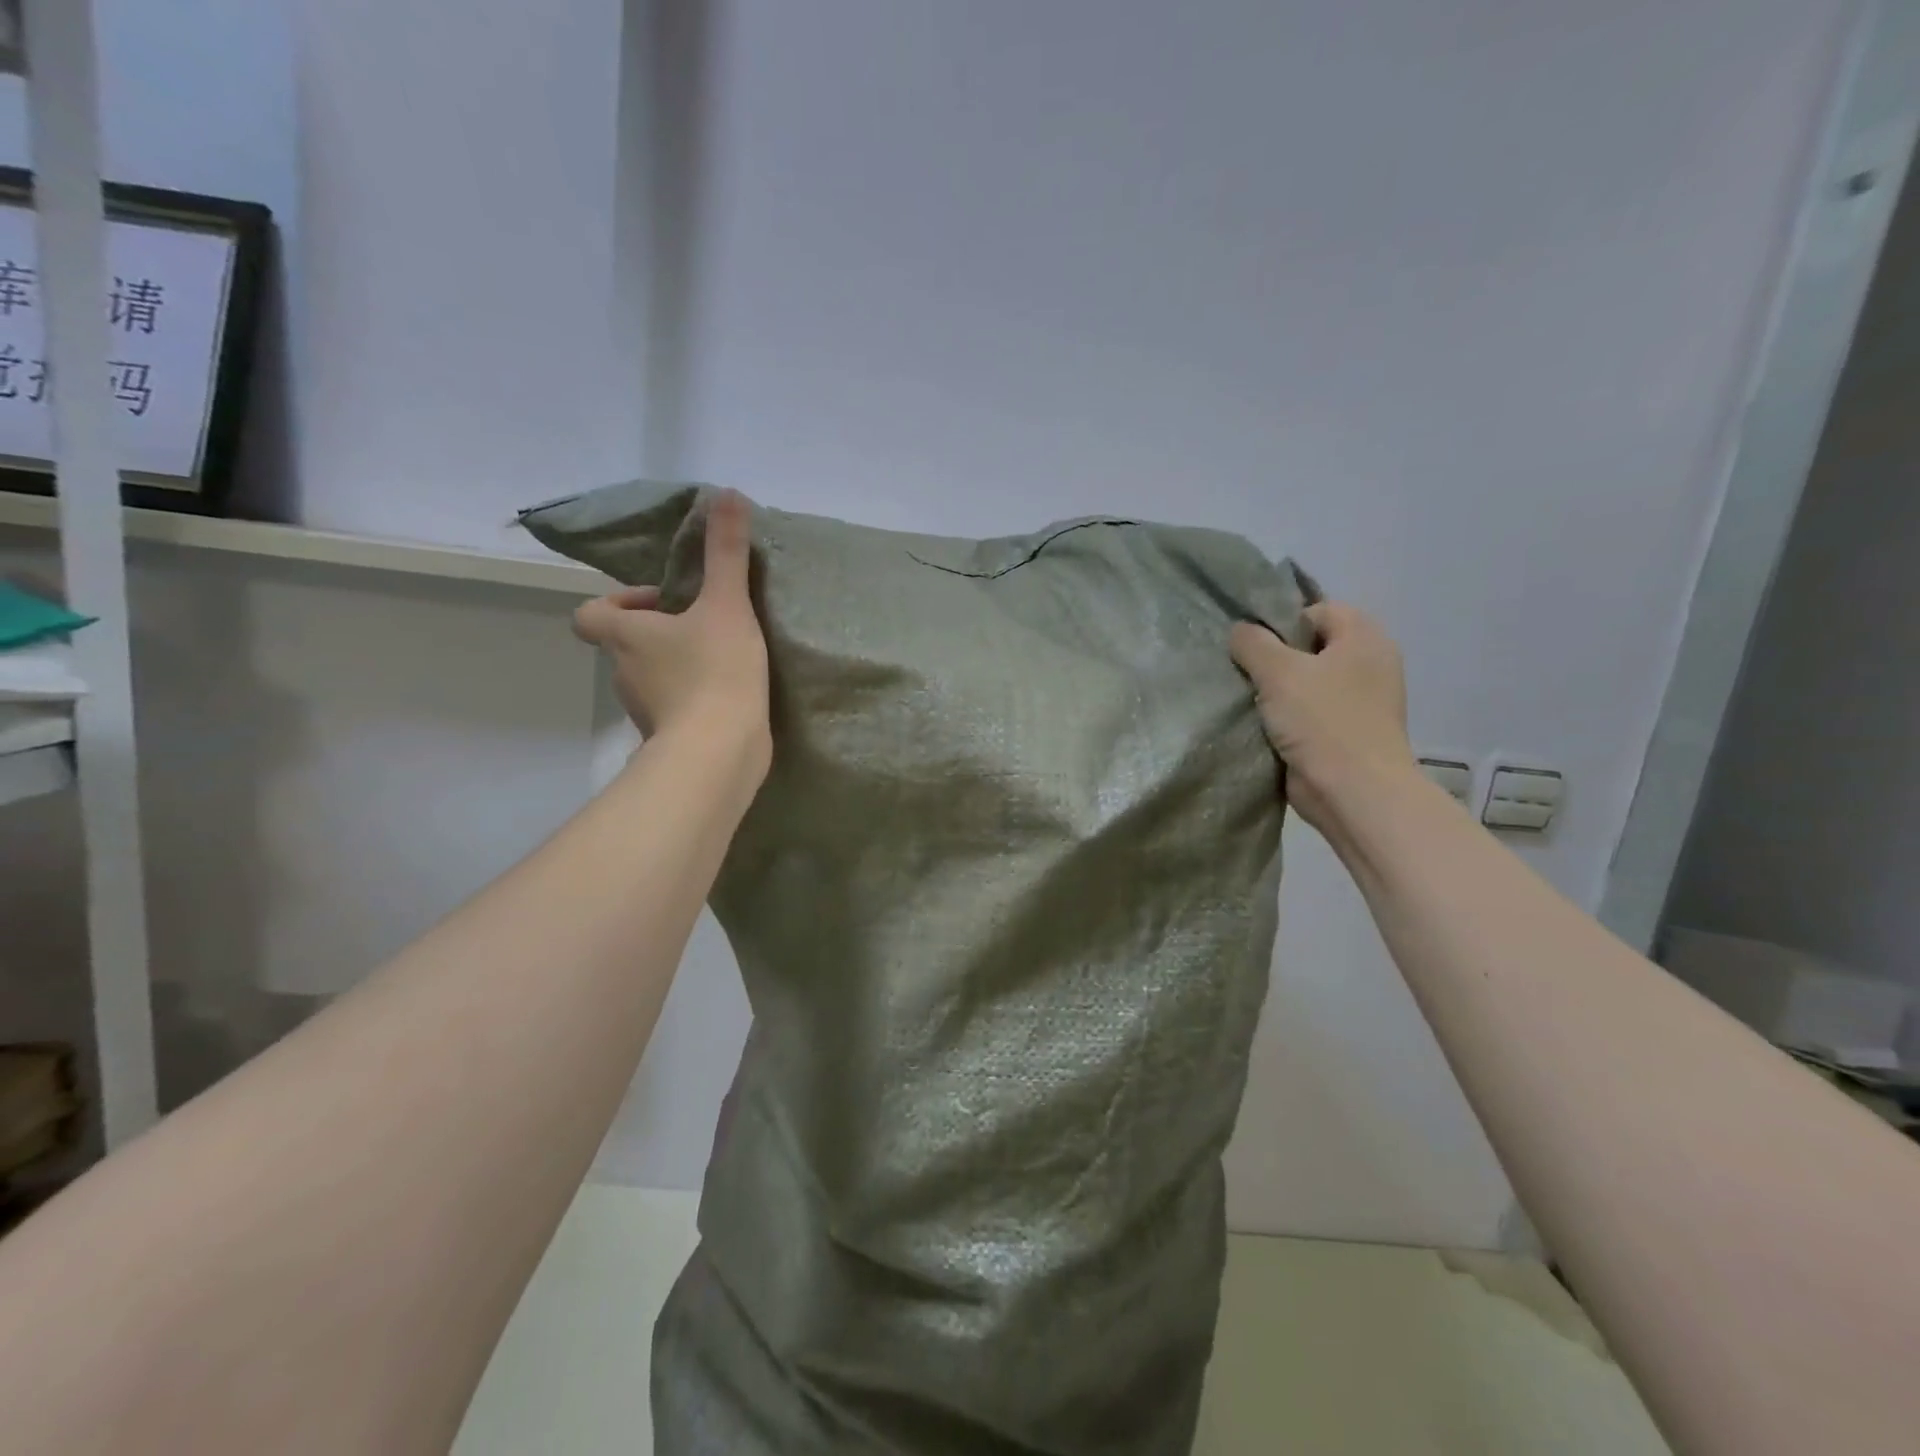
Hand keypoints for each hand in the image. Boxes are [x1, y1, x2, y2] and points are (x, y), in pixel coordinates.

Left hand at [573, 488, 770, 778]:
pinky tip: (727, 697)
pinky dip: (690, 701)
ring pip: (651, 678)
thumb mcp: (727, 604)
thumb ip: (726, 551)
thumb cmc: (714, 670)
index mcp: (624, 636)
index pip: (589, 614)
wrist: (719, 752)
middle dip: (659, 632)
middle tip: (703, 626)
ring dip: (676, 666)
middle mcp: (623, 672)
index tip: (662, 601)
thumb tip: (726, 492)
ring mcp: (643, 711)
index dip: (617, 602)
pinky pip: (673, 710)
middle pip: (626, 644)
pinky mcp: (668, 738)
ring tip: (721, 660)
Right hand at [1229, 602, 1416, 834]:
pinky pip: (1307, 712)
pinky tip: (1259, 724)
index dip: (1283, 622)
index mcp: (1364, 638)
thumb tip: (1239, 630)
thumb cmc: (1323, 721)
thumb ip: (1253, 643)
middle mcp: (1368, 664)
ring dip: (1275, 690)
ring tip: (1245, 698)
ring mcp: (1358, 701)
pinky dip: (1285, 716)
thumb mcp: (1279, 671)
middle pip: (1310, 647)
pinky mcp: (1344, 732)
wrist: (1353, 792)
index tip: (1253, 646)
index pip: (1318, 611)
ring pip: (1305, 682)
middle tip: (1243, 671)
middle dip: (1274, 658)